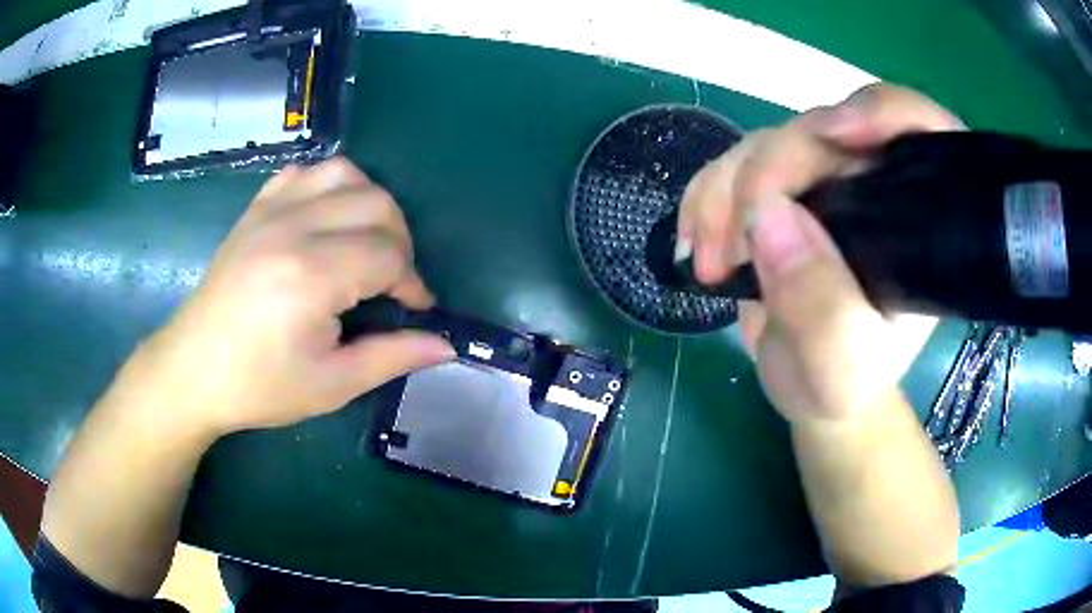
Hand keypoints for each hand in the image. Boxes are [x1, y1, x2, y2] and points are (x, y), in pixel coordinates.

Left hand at [134, 157, 453, 436]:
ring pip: (344, 174)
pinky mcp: (255, 210)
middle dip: (400, 242)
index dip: (413, 282)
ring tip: (366, 242)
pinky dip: (329, 186)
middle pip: (376, 205)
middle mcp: (294, 228)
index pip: (389, 255)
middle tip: (392, 281)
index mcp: (312, 274)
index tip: (416, 309)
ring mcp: (270, 212)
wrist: (192, 370)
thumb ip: (393, 357)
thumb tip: (446, 345)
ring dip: (370, 204)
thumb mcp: (332, 385)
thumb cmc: (259, 386)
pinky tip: (327, 219)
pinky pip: (304, 173)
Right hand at [678, 84, 962, 422]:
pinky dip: (704, 199)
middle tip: (734, 245)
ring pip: (767, 144)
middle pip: (822, 131)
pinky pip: (731, 167)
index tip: (837, 133)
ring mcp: (822, 184)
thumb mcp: (842, 367)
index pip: (919, 133)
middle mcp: (872, 185)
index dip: (883, 112)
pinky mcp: (779, 193)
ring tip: (710, 265)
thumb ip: (821, 308)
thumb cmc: (844, 383)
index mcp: (915, 220)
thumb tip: (767, 215)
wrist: (811, 390)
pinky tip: (696, 246)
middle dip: (768, 173)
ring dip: (724, 193)